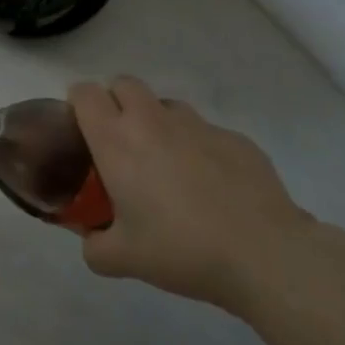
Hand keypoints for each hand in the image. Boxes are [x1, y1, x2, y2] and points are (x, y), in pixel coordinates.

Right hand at [70, 77, 311, 312]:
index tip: (82, 131)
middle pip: (124, 84)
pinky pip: (207, 132)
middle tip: (121, 144)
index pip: (84, 93)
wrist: (266, 256)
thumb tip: (92, 240)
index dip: (78, 104)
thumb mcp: (122, 260)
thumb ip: (94, 247)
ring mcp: (198, 126)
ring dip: (158, 123)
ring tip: (168, 164)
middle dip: (116, 103)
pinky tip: (212, 187)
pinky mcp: (237, 139)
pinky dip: (199, 149)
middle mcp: (152, 121)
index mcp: (116, 140)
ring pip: (166, 105)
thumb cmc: (181, 249)